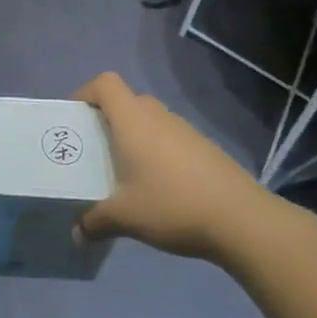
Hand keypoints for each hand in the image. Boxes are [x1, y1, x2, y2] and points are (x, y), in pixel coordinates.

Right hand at [75, 72, 270, 259]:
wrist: (241, 219)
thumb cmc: (172, 205)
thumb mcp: (124, 217)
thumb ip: (95, 222)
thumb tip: (76, 234)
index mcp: (133, 121)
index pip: (105, 83)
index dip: (86, 92)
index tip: (75, 118)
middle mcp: (158, 116)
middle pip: (127, 101)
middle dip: (107, 119)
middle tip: (95, 149)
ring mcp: (185, 130)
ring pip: (150, 120)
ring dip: (134, 136)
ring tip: (124, 171)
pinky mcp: (204, 147)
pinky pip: (170, 138)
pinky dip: (157, 151)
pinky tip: (158, 186)